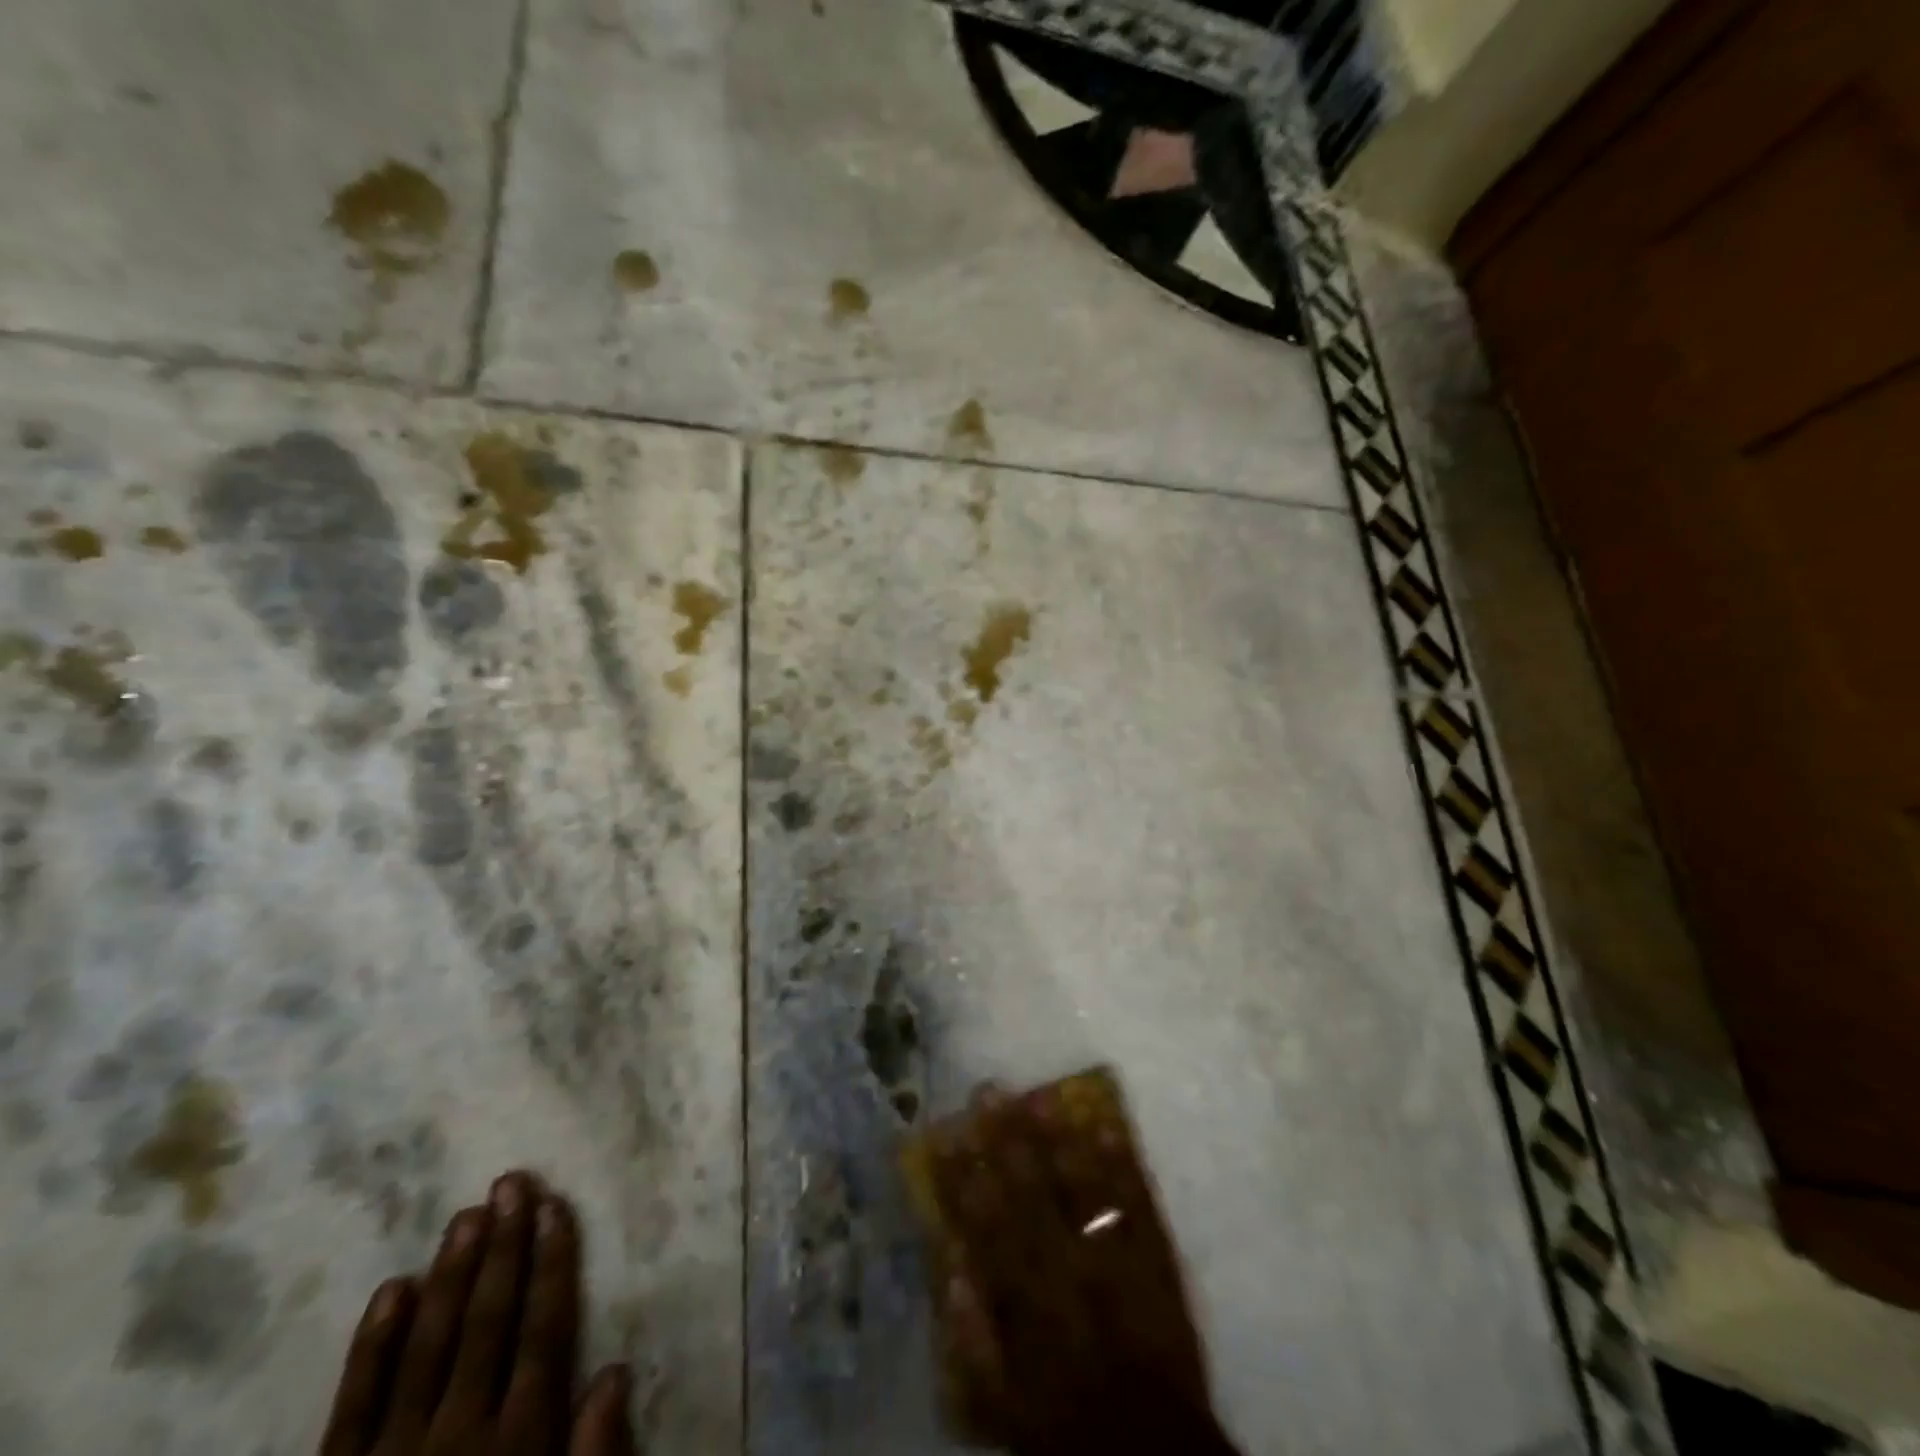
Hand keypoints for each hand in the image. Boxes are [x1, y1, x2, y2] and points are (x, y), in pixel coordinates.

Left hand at [319, 1172, 634, 1455]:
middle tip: (511, 1182)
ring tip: (467, 1213)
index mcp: (516, 1443)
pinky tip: (393, 1287)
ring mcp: (391, 1454)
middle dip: (504, 1248)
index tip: (557, 1205)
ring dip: (451, 1274)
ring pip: (428, 1345)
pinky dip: (373, 1344)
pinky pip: (353, 1404)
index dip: (553, 1264)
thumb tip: (619, 1370)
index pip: (543, 1332)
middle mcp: (458, 1434)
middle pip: (488, 1322)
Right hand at [926, 1086, 1235, 1455]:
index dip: (962, 1178)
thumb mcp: (1001, 1404)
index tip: (946, 1135)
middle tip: (989, 1091)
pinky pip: (1138, 1205)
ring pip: (1081, 1189)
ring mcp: (1116, 1261)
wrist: (1153, 1450)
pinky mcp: (1157, 1260)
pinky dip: (1123, 1164)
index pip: (986, 1227)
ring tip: (1040, 1097)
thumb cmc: (1066, 1424)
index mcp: (1026, 1306)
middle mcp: (1067, 1274)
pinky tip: (1107, 1124)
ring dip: (1059, 1140)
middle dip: (1006, 1140)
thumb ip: (970, 1338)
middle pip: (1031, 1195)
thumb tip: (949, 1265)